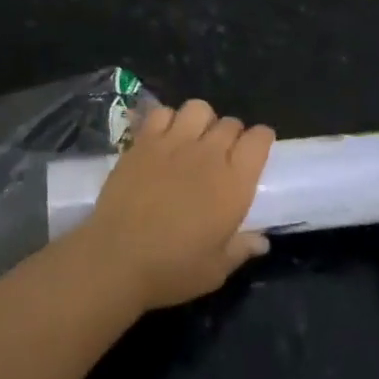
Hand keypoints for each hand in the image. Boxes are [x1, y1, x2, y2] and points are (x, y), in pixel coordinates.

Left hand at [80, 99, 274, 311]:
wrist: (116, 258)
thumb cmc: (172, 269)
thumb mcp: (215, 270)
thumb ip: (241, 249)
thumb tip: (262, 240)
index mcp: (234, 183)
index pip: (259, 140)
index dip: (261, 140)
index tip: (256, 151)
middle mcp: (208, 154)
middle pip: (230, 123)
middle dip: (232, 134)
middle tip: (223, 155)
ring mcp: (173, 143)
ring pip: (198, 108)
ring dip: (202, 121)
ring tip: (194, 140)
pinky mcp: (143, 142)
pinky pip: (162, 113)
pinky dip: (167, 120)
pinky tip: (163, 139)